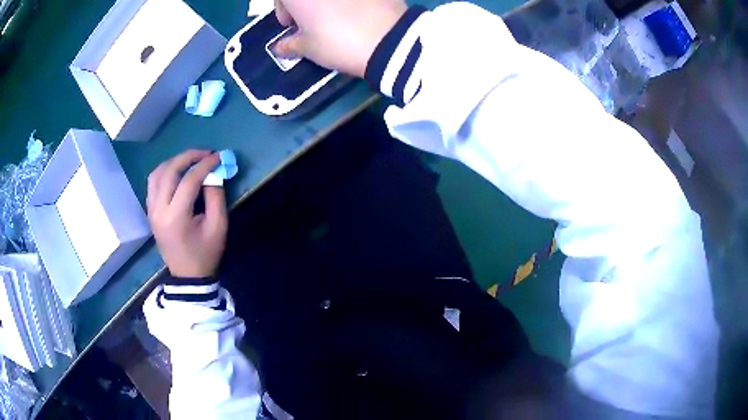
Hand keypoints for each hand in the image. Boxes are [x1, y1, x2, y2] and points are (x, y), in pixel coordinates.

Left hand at [147, 150, 227, 277]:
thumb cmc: (205, 254)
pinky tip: (178, 172)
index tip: (219, 157)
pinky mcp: (150, 211)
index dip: (205, 165)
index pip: (189, 180)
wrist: (188, 276)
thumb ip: (216, 196)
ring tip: (191, 161)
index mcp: (175, 217)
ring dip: (174, 162)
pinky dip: (165, 171)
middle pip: (169, 171)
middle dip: (188, 157)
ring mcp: (151, 210)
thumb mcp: (218, 227)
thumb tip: (213, 173)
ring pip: (157, 173)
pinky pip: (153, 182)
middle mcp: (158, 210)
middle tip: (205, 154)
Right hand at [266, 0, 406, 76]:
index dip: (281, 9)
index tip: (290, 24)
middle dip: (303, 3)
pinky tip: (355, 11)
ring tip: (333, 15)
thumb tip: (280, 47)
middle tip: (310, 19)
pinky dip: (348, 2)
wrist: (388, 39)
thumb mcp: (308, 48)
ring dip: (325, 2)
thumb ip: (290, 44)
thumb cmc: (337, 42)